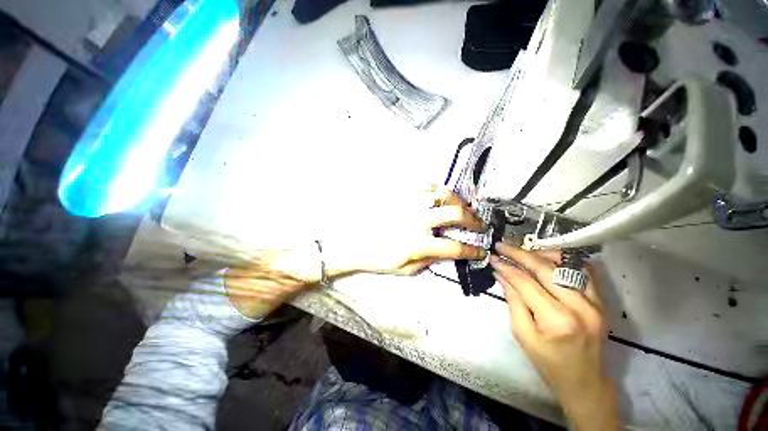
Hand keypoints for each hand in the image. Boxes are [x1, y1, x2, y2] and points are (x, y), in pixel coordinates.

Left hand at [326, 185, 485, 275]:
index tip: (480, 251)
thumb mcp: (405, 269)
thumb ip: (430, 261)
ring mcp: (409, 202)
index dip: (473, 251)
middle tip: (478, 225)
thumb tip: (449, 252)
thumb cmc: (378, 258)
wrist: (354, 240)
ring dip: (458, 201)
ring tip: (462, 208)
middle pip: (456, 213)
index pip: (454, 247)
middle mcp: (416, 219)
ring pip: (443, 194)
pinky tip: (439, 199)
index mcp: (417, 243)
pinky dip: (438, 191)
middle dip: (474, 220)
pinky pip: (426, 186)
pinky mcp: (401, 192)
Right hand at [490, 243, 618, 430]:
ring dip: (542, 253)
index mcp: (557, 320)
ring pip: (567, 263)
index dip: (506, 266)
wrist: (584, 381)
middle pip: (545, 268)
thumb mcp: (522, 334)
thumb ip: (512, 300)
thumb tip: (501, 274)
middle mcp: (580, 306)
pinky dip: (564, 261)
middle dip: (520, 254)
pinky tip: (548, 260)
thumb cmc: (548, 362)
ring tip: (524, 253)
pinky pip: (583, 270)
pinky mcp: (601, 301)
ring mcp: (595, 302)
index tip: (493, 257)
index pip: (525, 282)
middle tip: (502, 246)